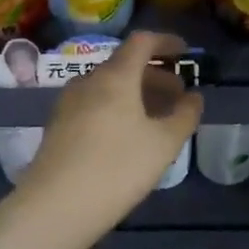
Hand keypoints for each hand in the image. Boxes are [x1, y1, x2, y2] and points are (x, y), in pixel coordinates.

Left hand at [15, 31, 202, 245]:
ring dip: (136, 94)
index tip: (185, 52)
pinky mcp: (58, 125)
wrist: (55, 206)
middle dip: (155, 75)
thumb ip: (184, 116)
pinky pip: (94, 103)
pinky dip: (117, 107)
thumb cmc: (117, 169)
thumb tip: (194, 97)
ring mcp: (68, 102)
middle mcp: (88, 80)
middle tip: (178, 95)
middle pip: (125, 65)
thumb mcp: (163, 145)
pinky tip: (128, 135)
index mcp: (115, 76)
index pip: (142, 42)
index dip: (166, 42)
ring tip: (157, 118)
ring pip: (109, 86)